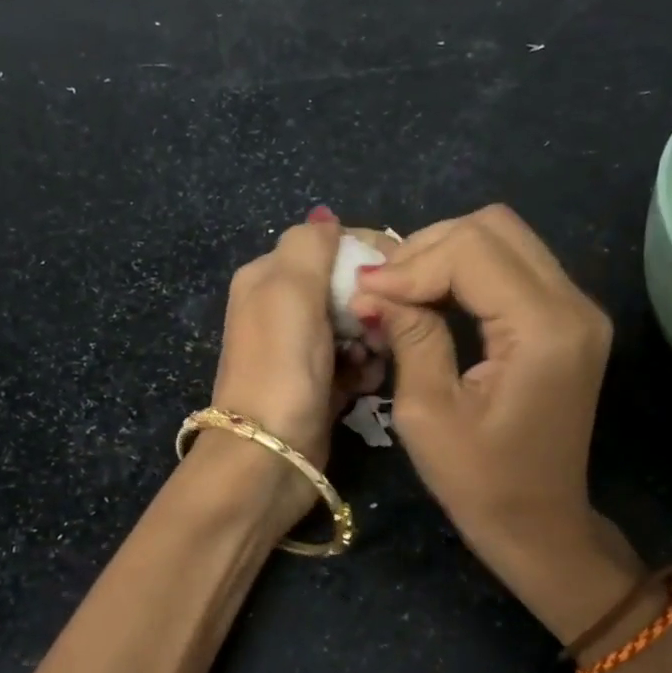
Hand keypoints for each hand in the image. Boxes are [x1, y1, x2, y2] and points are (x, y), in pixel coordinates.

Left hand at [208, 210, 383, 514]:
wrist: (269, 455)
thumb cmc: (282, 366)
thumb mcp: (290, 289)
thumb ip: (310, 245)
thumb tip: (326, 218)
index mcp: (268, 277)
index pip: (330, 245)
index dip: (369, 254)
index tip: (403, 274)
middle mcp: (281, 309)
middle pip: (347, 286)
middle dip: (373, 303)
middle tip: (380, 328)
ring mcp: (300, 351)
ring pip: (356, 326)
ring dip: (374, 340)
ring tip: (372, 361)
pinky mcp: (318, 386)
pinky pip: (354, 364)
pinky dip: (365, 370)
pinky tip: (366, 384)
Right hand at [349, 205, 619, 605]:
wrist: (539, 525)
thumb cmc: (480, 483)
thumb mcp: (427, 413)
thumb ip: (409, 336)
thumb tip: (374, 287)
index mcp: (543, 329)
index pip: (472, 251)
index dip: (411, 263)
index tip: (366, 293)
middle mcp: (574, 305)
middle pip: (494, 227)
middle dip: (429, 248)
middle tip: (383, 288)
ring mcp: (578, 310)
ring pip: (505, 239)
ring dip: (447, 254)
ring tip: (401, 290)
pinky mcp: (569, 321)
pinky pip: (516, 267)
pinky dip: (469, 272)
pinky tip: (433, 297)